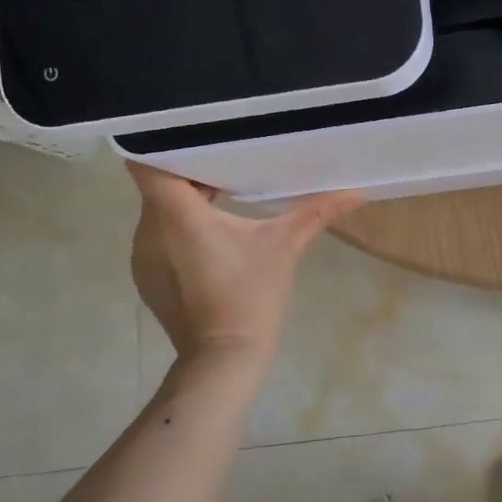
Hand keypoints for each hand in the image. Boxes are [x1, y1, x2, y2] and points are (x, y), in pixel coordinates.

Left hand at [127, 163, 364, 363]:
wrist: (223, 360)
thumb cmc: (250, 295)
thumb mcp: (285, 247)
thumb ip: (317, 213)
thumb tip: (358, 193)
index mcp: (176, 215)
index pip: (147, 164)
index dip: (167, 146)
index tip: (198, 141)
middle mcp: (149, 230)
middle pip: (158, 186)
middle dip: (190, 175)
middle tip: (227, 166)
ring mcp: (144, 257)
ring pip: (158, 213)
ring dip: (184, 205)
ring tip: (222, 200)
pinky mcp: (148, 279)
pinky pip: (159, 239)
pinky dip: (179, 231)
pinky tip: (212, 241)